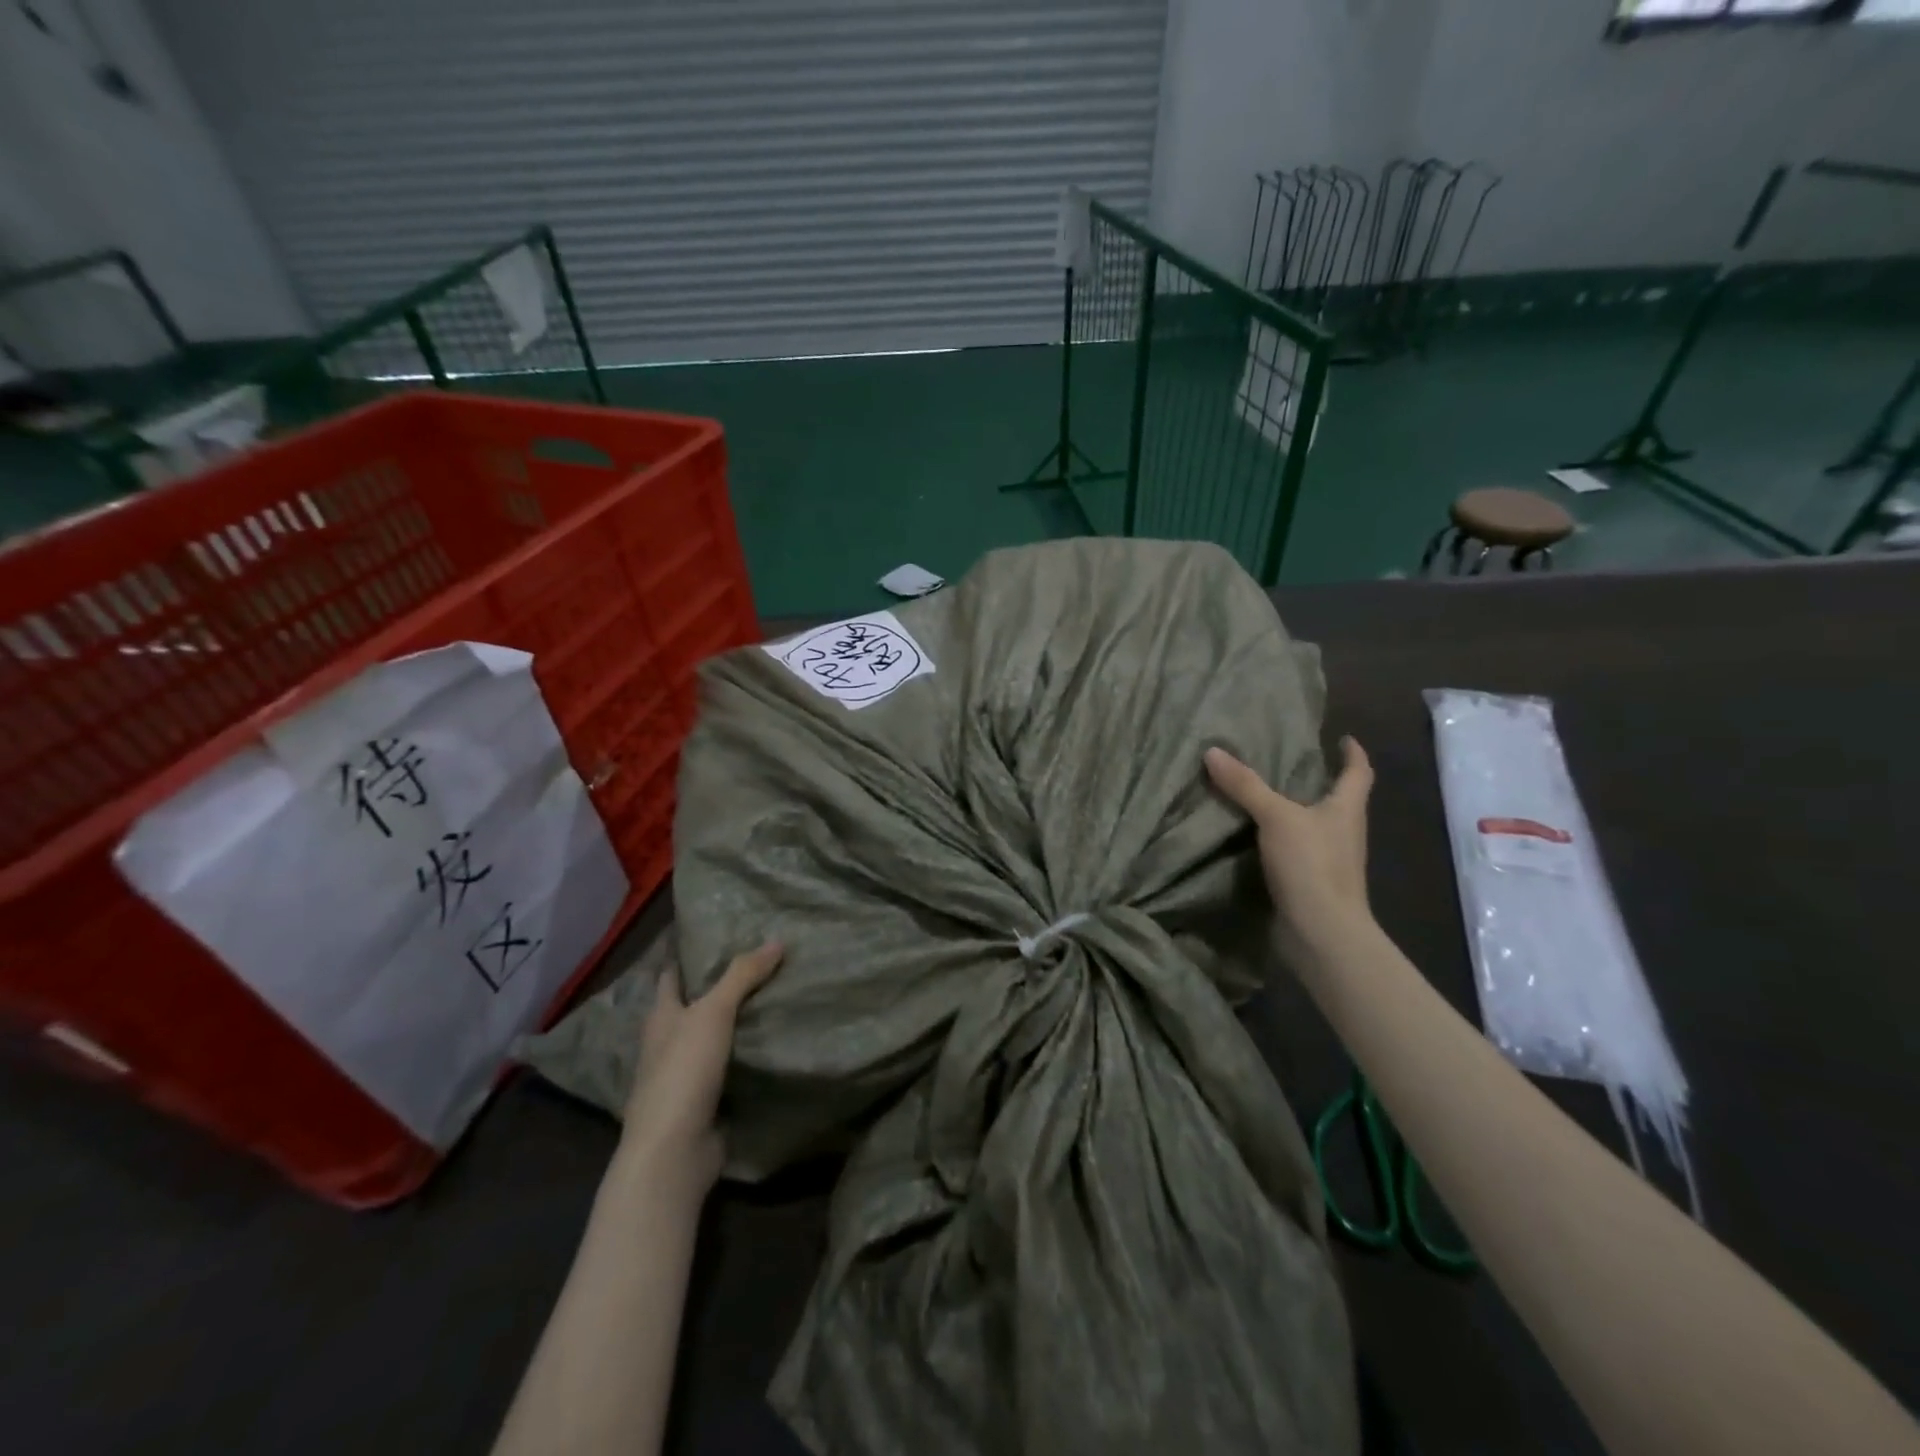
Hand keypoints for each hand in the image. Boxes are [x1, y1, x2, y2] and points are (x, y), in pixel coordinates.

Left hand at [619, 941, 783, 1194]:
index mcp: (661, 1016)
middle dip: (722, 986)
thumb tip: (777, 940)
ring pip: (714, 1036)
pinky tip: (774, 1042)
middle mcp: (668, 1042)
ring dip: (738, 1021)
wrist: (674, 1151)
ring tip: (776, 995)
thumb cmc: (683, 1072)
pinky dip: (747, 1054)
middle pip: (695, 1005)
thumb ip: (742, 976)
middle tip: (763, 961)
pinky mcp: (705, 1100)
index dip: (690, 954)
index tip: (719, 934)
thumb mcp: (713, 1013)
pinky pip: (730, 1067)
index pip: (673, 974)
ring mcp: (685, 1074)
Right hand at [1205, 738, 1375, 958]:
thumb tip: (1213, 751)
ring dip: (1295, 811)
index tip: (1343, 738)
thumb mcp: (1275, 817)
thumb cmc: (1312, 864)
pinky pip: (1294, 851)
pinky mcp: (1310, 882)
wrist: (1321, 932)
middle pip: (1337, 800)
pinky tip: (1252, 835)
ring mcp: (1329, 860)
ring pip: (1313, 826)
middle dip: (1319, 781)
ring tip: (1263, 795)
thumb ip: (1245, 785)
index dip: (1353, 754)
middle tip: (1288, 762)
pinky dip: (1278, 839)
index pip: (1359, 773)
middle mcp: (1344, 832)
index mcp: (1346, 809)